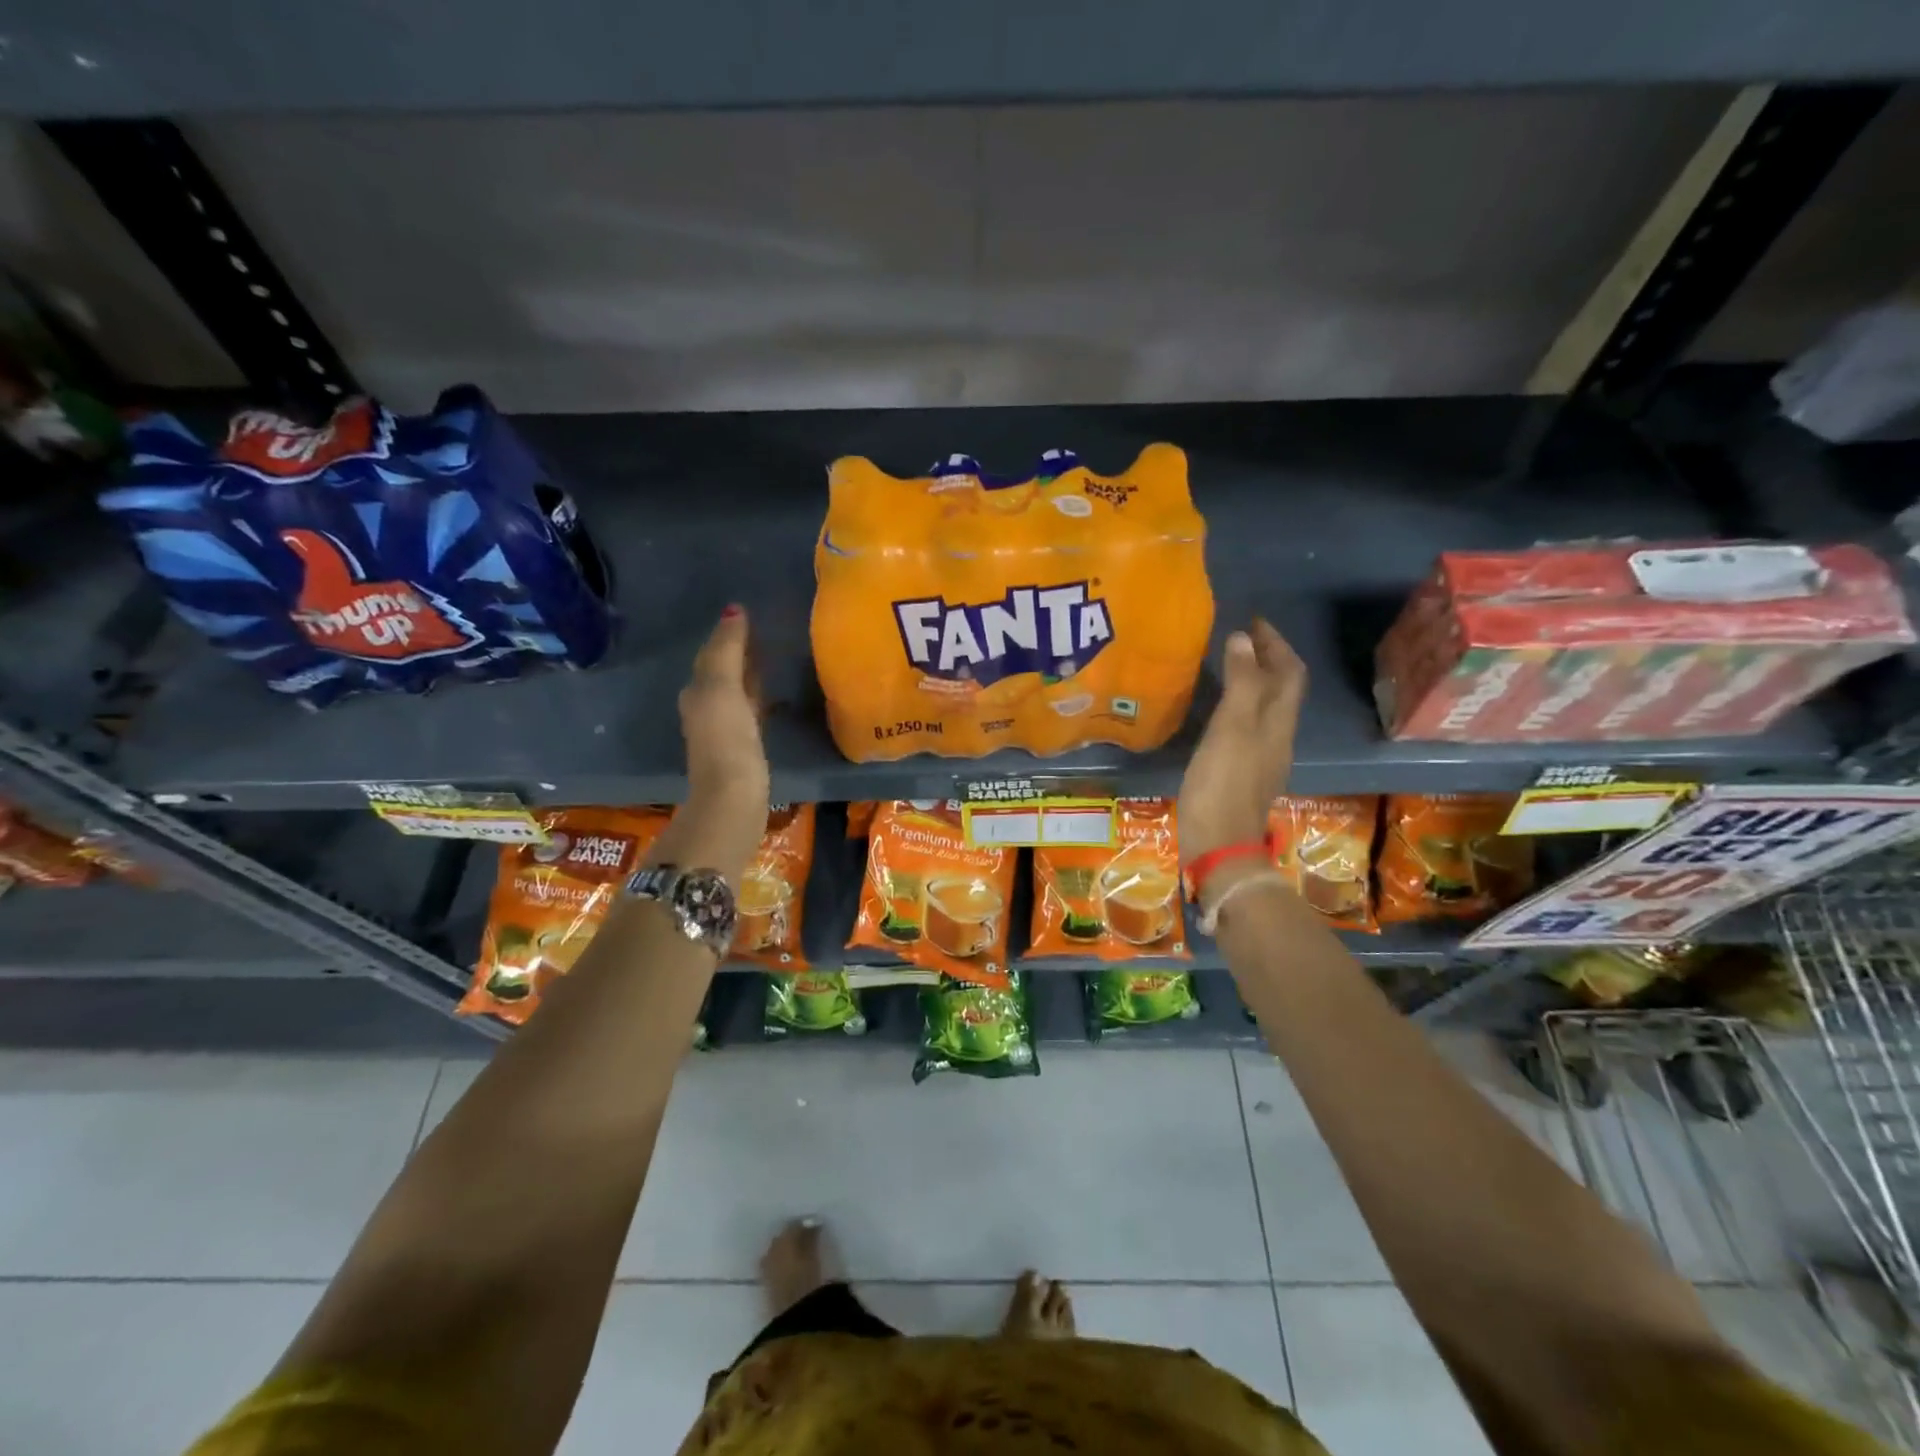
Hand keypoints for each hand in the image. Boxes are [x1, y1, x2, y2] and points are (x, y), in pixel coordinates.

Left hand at [654, 606, 770, 877]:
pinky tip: (772, 700)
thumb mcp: (723, 687)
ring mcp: (724, 731)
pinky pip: (750, 712)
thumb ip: (728, 649)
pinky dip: (758, 699)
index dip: (728, 634)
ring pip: (735, 692)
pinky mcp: (743, 750)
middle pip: (721, 672)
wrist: (732, 798)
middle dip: (737, 653)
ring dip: (749, 676)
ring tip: (771, 660)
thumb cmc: (726, 738)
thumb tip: (734, 610)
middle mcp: (705, 708)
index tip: (748, 615)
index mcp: (697, 691)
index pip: (712, 654)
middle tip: (762, 633)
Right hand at [1176, 619, 1306, 863]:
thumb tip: (1243, 640)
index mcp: (1278, 722)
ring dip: (1253, 681)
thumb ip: (1240, 683)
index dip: (1276, 644)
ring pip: (1266, 708)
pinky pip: (1248, 726)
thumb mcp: (1231, 728)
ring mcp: (1262, 757)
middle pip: (1282, 689)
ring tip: (1228, 666)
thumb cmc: (1223, 783)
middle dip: (1267, 659)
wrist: (1219, 844)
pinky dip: (1239, 705)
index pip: (1289, 672)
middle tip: (1240, 639)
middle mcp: (1277, 736)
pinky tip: (1217, 710)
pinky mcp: (1243, 773)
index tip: (1254, 621)